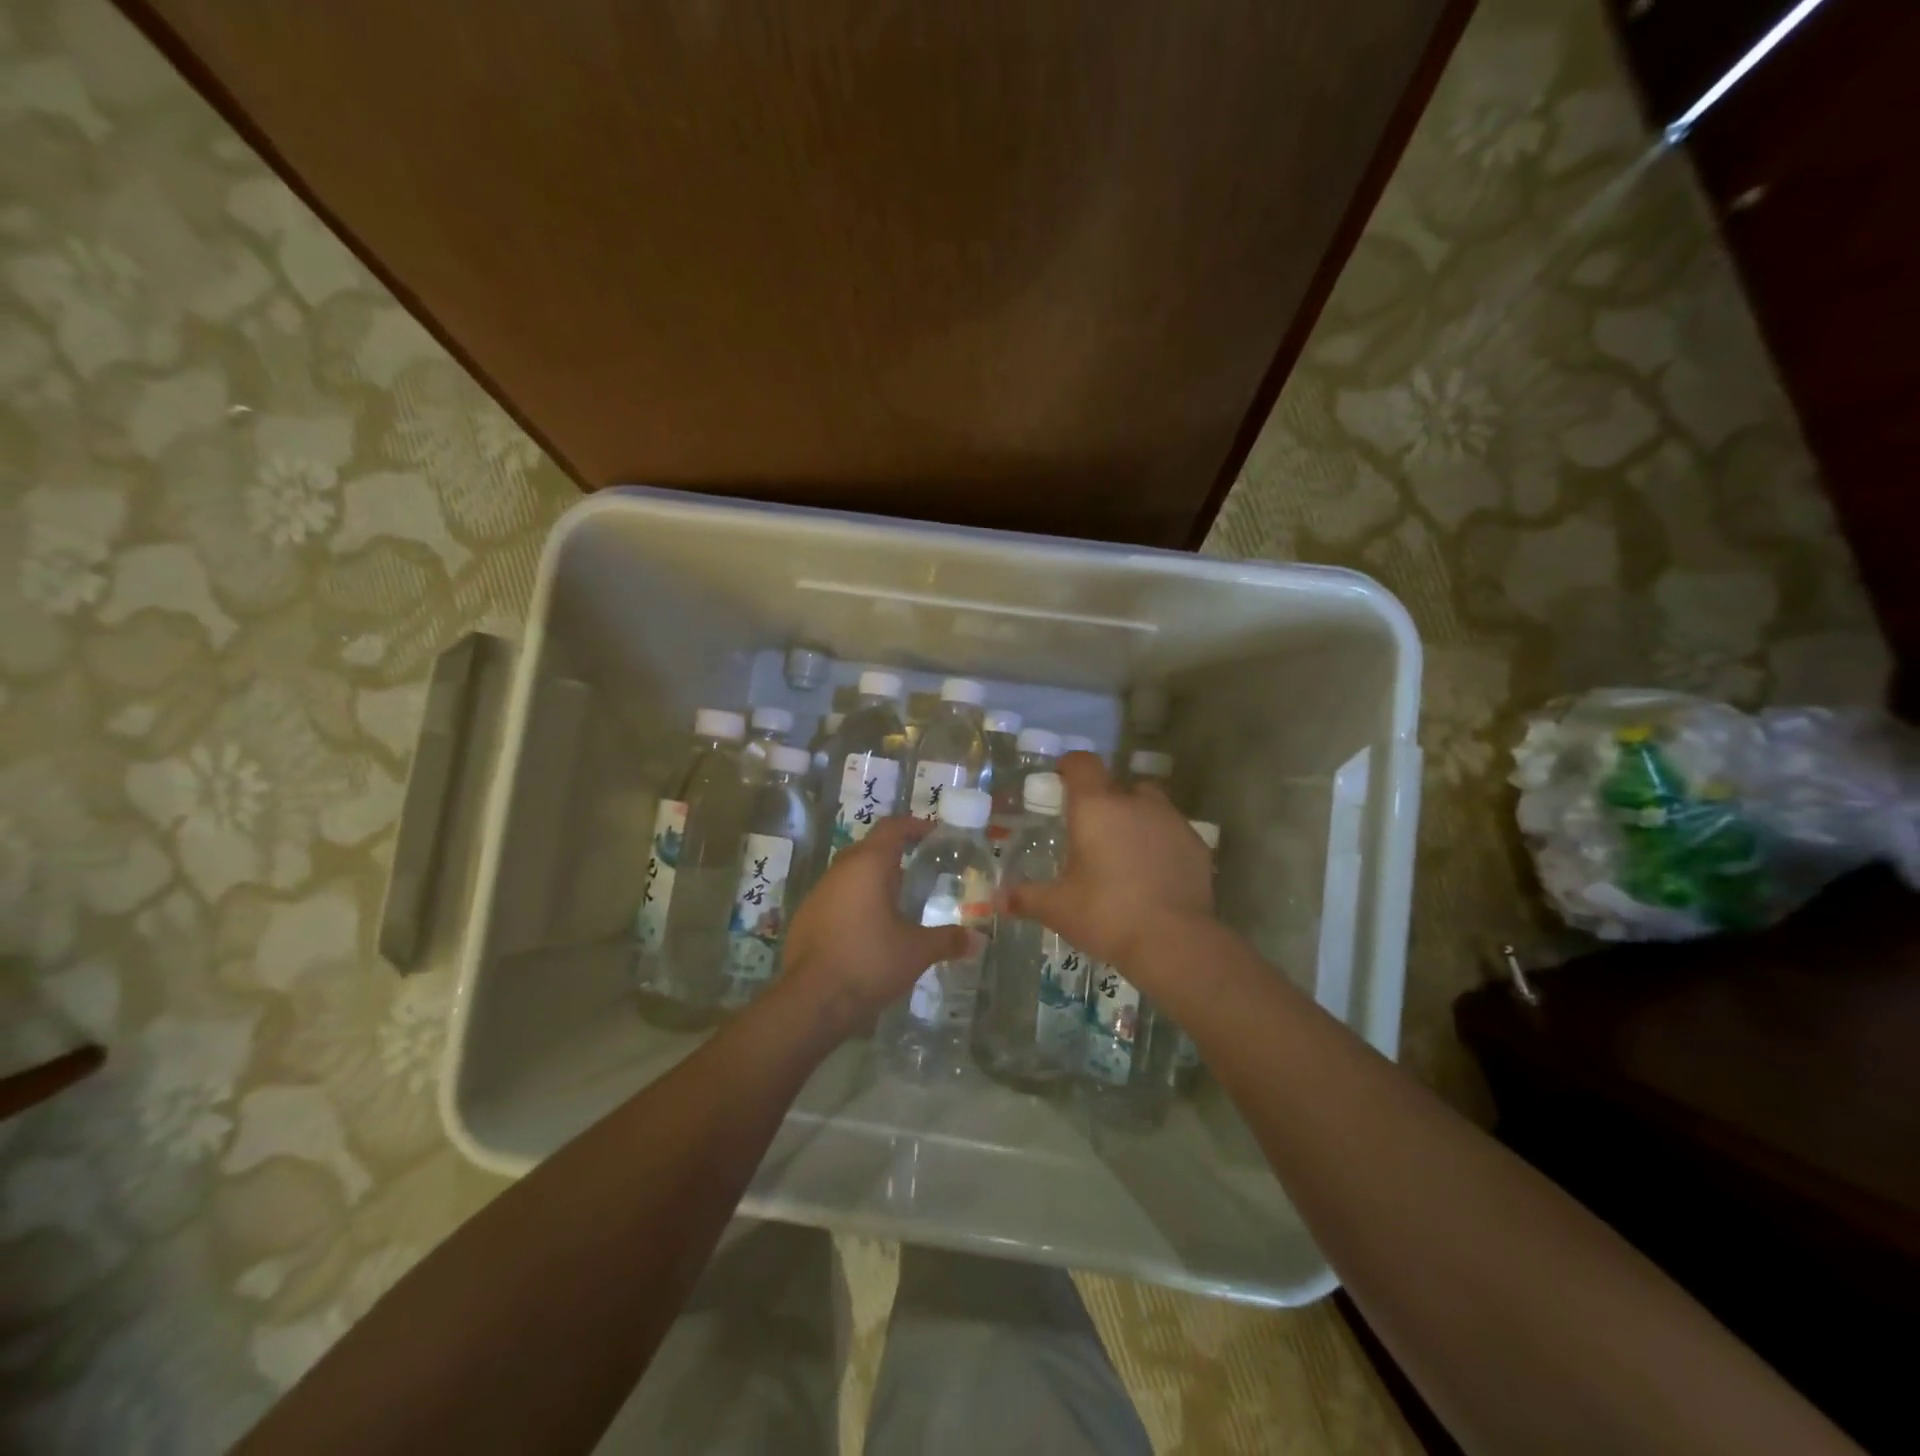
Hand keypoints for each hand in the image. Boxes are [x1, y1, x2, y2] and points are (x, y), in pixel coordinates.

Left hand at [780, 815, 974, 1036]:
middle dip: (893, 853)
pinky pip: (835, 897)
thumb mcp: (916, 951)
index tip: (932, 834)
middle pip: (869, 847)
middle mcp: (840, 870)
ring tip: (896, 900)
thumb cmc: (869, 962)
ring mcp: (818, 893)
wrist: (811, 1000)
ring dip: (872, 879)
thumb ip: (947, 940)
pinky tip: (868, 927)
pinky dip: (855, 901)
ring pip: (849, 873)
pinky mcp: (805, 918)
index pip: (892, 828)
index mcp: (868, 865)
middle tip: (918, 868)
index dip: (913, 826)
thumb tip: (977, 940)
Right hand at [1000, 752, 1214, 980]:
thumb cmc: (1106, 914)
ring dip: (1136, 818)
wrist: (1174, 941)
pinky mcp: (1197, 845)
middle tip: (1092, 830)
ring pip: (1150, 805)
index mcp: (1096, 807)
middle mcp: (1135, 803)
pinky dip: (1161, 843)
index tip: (1061, 779)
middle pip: (1118, 784)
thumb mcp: (1057, 908)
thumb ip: (1026, 898)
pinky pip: (1173, 832)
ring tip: (1125, 852)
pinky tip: (1154, 873)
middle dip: (1105, 800)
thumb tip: (996, 900)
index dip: (1070, 766)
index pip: (1082, 763)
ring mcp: (1171, 821)